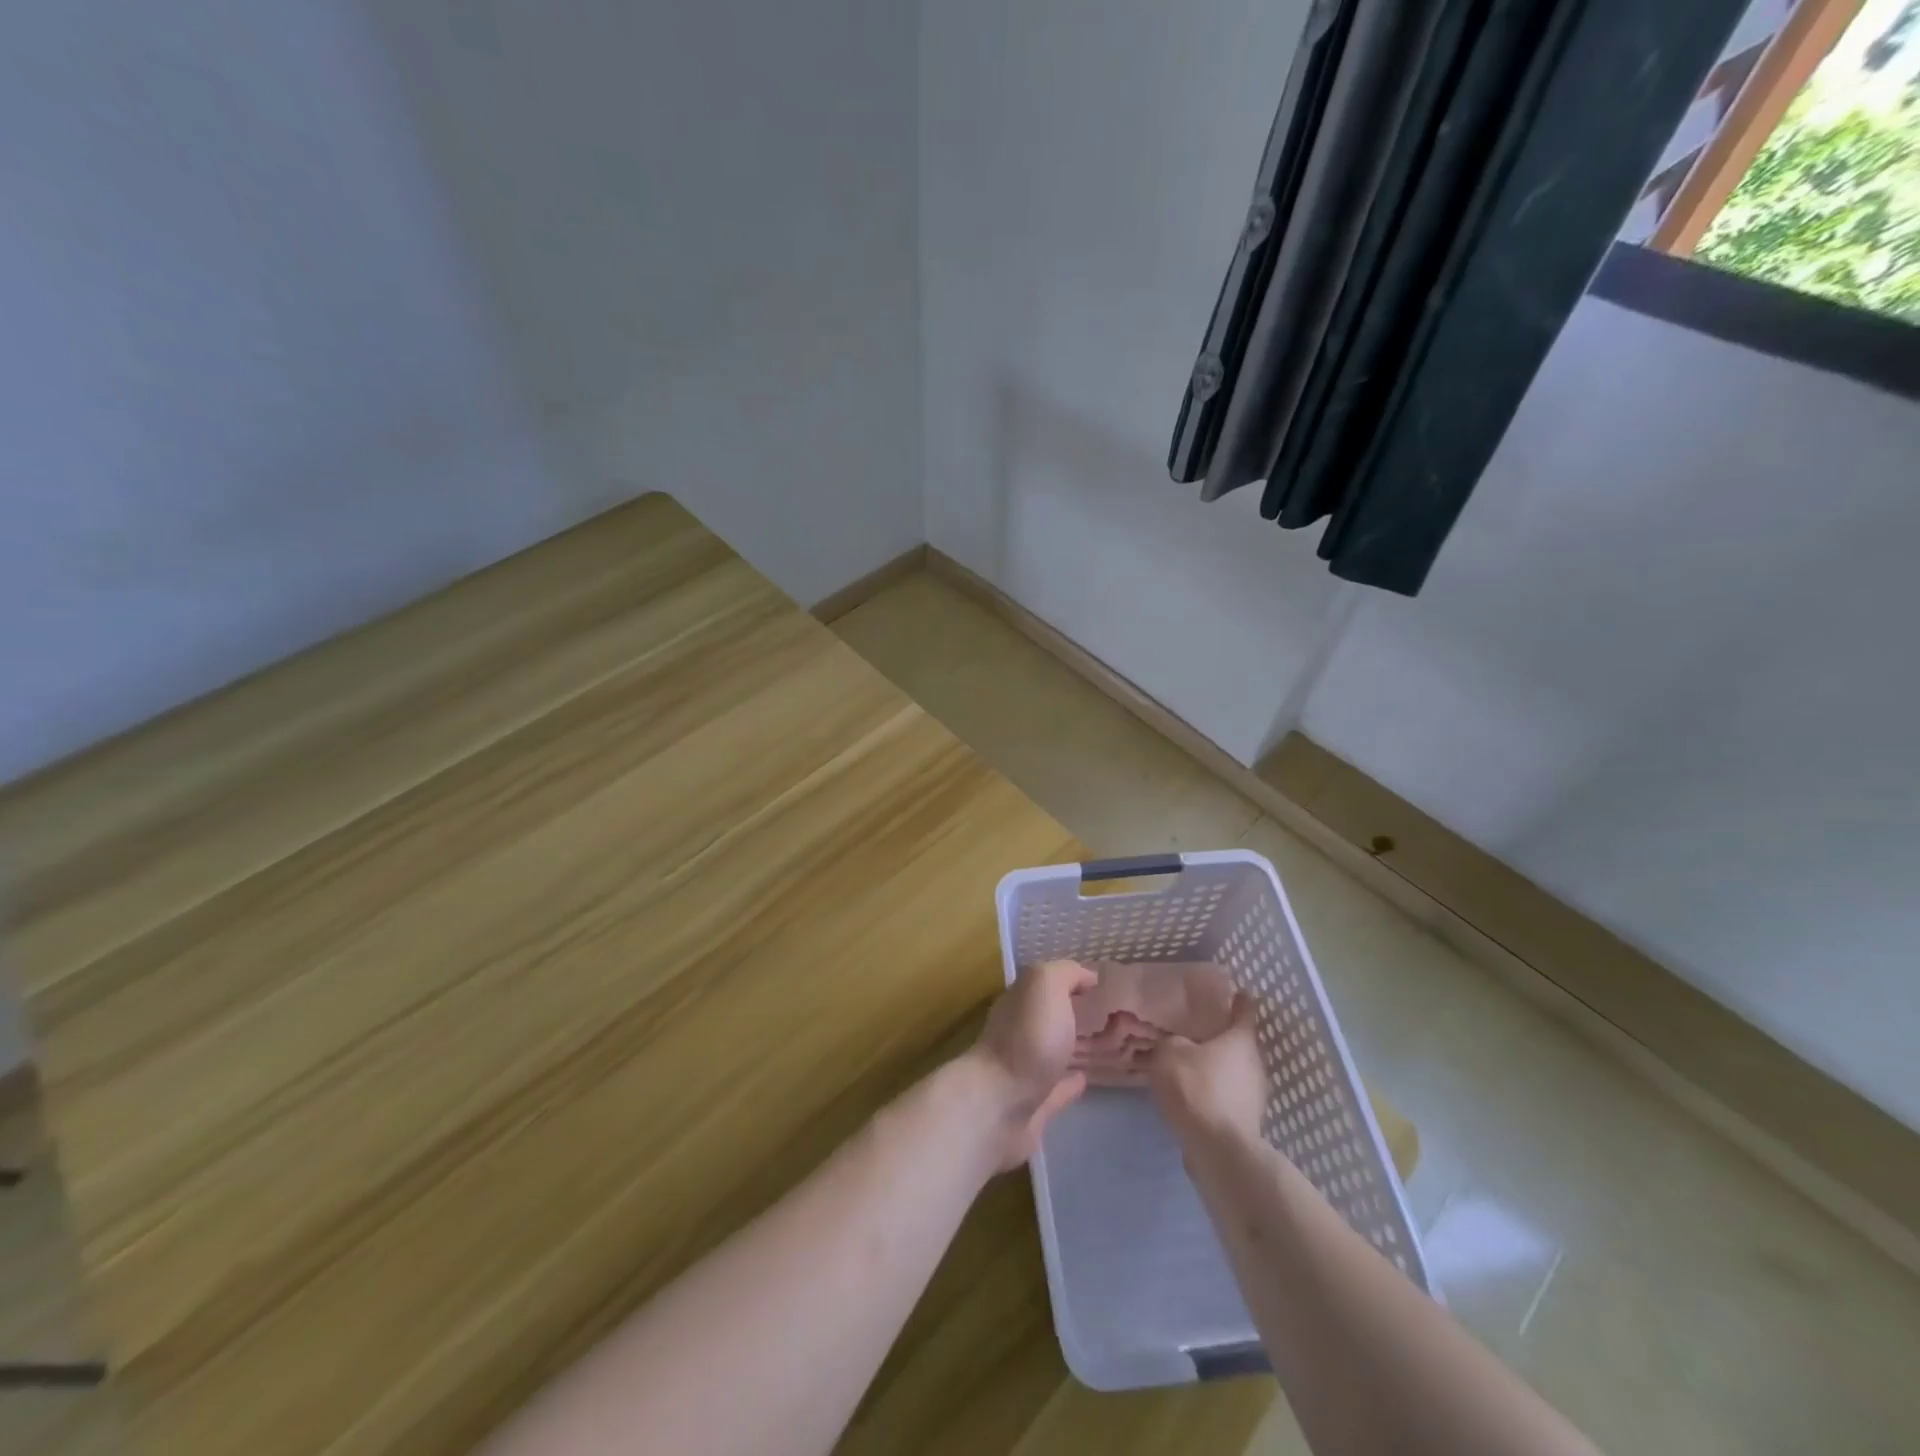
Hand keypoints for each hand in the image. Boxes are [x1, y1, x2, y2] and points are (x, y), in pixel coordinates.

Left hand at [966, 959, 1096, 1169]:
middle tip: (1107, 1015)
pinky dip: (1069, 1084)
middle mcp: (1016, 1032)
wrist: (999, 1107)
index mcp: (1018, 1002)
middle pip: (1046, 1018)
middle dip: (1071, 1013)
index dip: (1069, 980)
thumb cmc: (1026, 1039)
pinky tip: (1085, 1080)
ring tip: (1103, 1044)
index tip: (1100, 985)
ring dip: (1071, 1048)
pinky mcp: (1032, 1108)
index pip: (1044, 984)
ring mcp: (1023, 1071)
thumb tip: (1087, 977)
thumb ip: (1065, 974)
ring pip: (1052, 1053)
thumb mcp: (1045, 986)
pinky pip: (1055, 1090)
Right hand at [1148, 992, 1266, 1146]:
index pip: (1245, 1008)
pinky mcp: (1247, 1120)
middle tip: (1195, 1029)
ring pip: (1234, 1070)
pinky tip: (1192, 1094)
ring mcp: (1255, 1094)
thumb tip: (1178, 1043)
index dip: (1237, 997)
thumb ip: (1172, 1041)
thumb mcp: (1170, 1053)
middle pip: (1239, 1042)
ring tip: (1189, 1064)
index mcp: (1241, 1039)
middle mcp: (1255, 1063)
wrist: (1218, 1150)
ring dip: (1216, 1067)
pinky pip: (1228, 1095)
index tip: (1229, 991)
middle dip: (1220, 1036)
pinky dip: (1213, 1091)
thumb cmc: (1197, 1088)